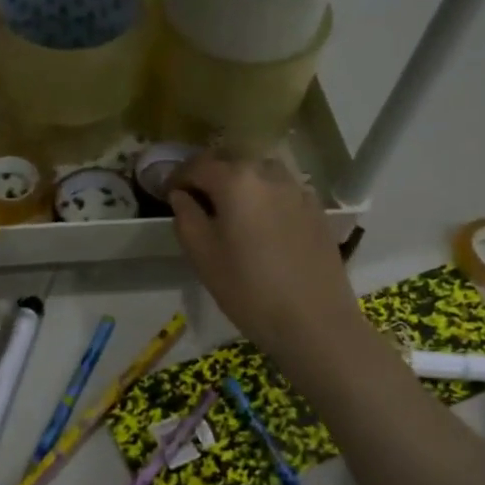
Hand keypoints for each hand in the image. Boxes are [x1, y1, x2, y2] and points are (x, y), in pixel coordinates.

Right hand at [169, 152, 370, 366]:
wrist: (314, 321)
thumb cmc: (248, 289)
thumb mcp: (202, 255)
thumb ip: (186, 216)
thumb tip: (181, 195)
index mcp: (236, 180)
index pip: (198, 165)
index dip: (178, 176)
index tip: (167, 192)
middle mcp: (270, 173)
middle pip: (232, 162)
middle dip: (210, 176)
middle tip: (196, 201)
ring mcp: (298, 190)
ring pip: (260, 174)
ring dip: (240, 184)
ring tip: (230, 211)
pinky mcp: (317, 210)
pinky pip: (282, 191)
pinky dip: (265, 198)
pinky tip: (261, 226)